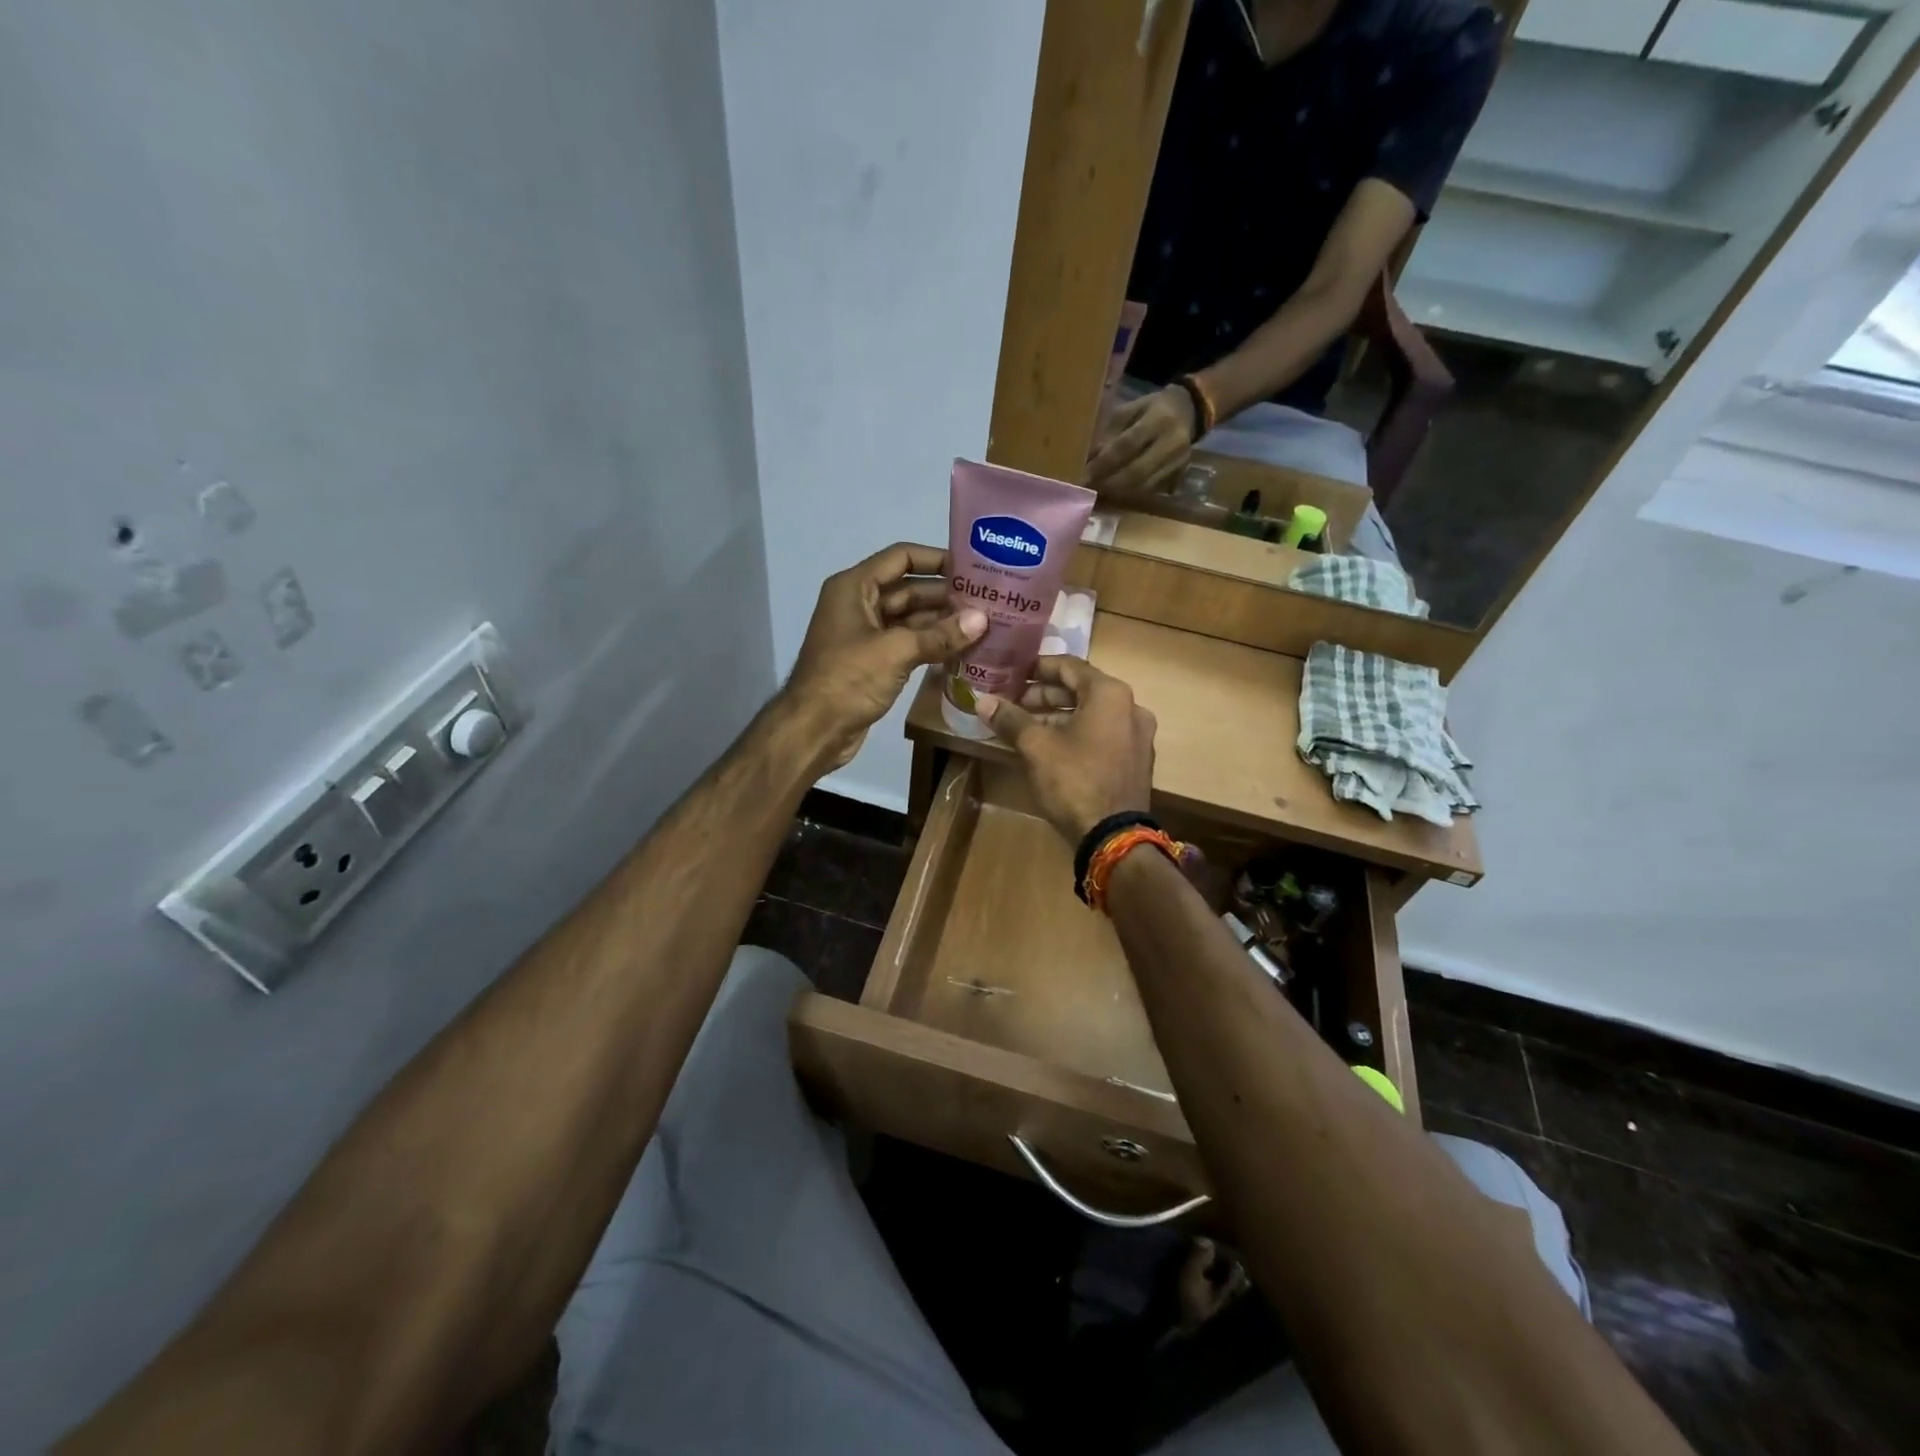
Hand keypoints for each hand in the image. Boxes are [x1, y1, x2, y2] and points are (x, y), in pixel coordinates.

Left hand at [784, 543, 986, 770]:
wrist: (814, 729)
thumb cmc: (848, 679)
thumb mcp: (896, 651)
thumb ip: (940, 634)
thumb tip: (983, 619)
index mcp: (854, 587)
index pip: (901, 557)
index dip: (936, 558)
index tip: (972, 567)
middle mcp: (858, 604)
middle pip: (908, 588)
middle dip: (945, 594)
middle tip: (987, 599)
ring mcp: (865, 635)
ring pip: (909, 619)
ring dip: (942, 621)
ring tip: (983, 623)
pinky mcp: (872, 662)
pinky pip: (907, 644)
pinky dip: (931, 644)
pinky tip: (962, 648)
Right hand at [976, 657, 1156, 842]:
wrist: (1113, 835)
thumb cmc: (1074, 781)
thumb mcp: (1036, 747)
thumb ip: (1010, 719)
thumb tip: (982, 700)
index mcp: (1110, 694)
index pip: (1069, 666)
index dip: (1038, 667)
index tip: (1013, 671)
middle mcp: (1131, 707)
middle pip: (1081, 690)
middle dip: (1045, 695)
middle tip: (1013, 703)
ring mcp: (1137, 735)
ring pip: (1091, 714)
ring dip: (1058, 716)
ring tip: (1025, 726)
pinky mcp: (1135, 760)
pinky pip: (1102, 734)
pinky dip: (1076, 733)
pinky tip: (1050, 747)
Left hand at [1087, 386, 1197, 495]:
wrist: (1190, 411)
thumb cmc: (1152, 409)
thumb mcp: (1129, 410)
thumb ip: (1110, 433)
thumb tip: (1090, 459)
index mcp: (1158, 420)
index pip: (1127, 445)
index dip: (1105, 463)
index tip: (1085, 474)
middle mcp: (1171, 443)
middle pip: (1137, 472)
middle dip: (1110, 483)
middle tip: (1090, 488)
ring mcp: (1178, 461)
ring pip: (1144, 486)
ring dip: (1119, 492)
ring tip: (1099, 493)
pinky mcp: (1179, 474)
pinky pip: (1151, 490)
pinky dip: (1131, 493)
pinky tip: (1116, 494)